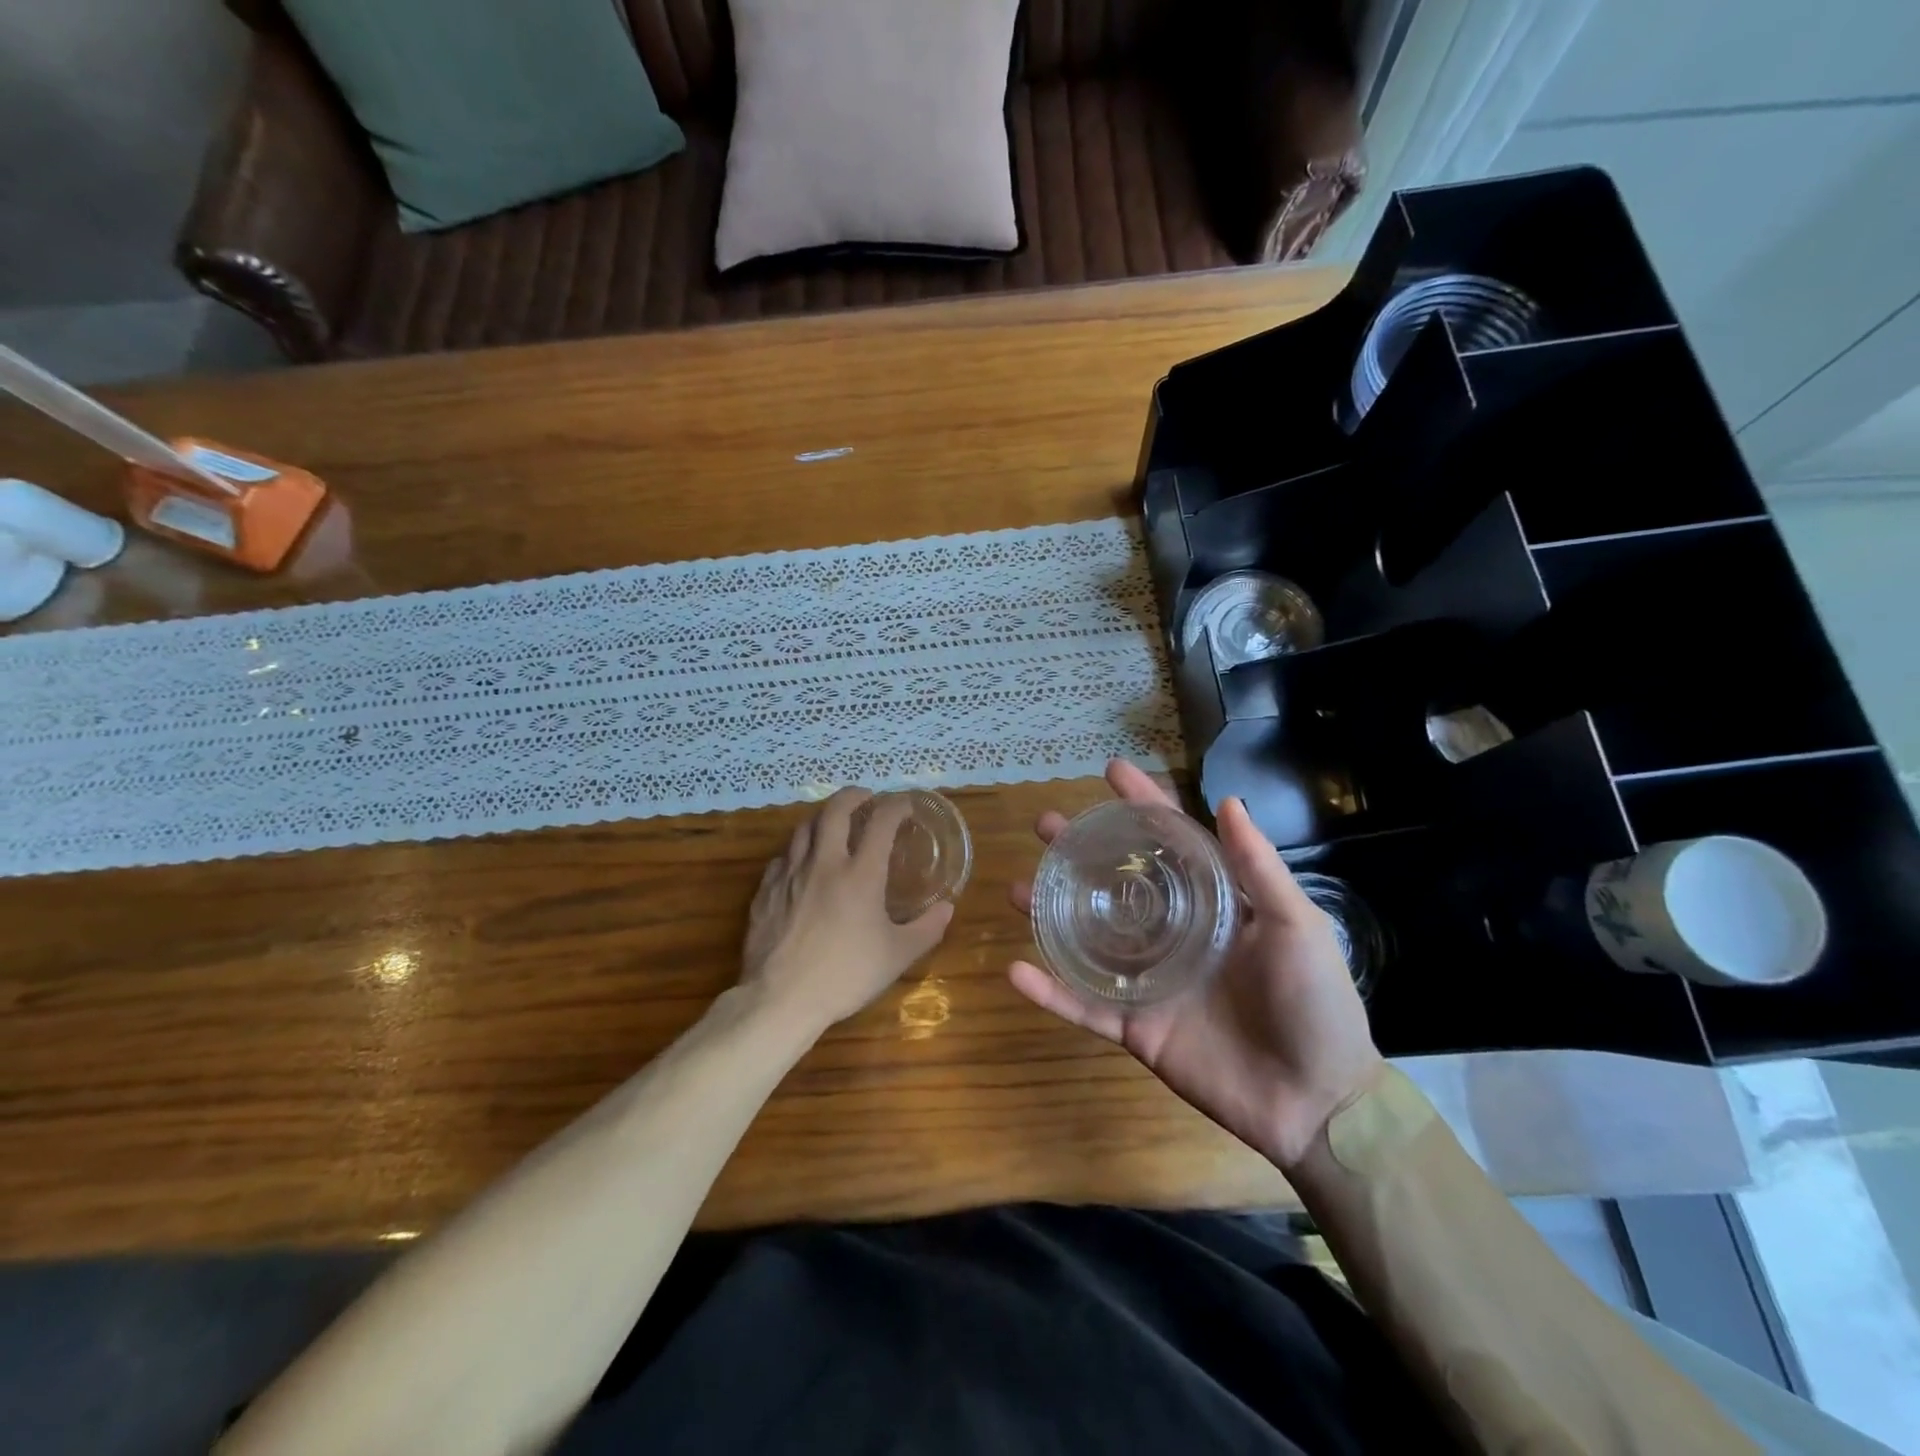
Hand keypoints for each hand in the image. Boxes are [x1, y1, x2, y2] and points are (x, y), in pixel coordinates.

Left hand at [742, 788, 954, 1034]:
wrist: (782, 998)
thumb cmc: (846, 975)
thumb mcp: (897, 956)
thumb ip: (926, 929)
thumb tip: (947, 908)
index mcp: (861, 873)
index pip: (881, 822)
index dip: (896, 806)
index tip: (905, 804)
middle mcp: (824, 863)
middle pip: (835, 810)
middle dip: (853, 796)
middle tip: (866, 798)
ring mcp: (790, 874)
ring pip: (804, 828)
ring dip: (823, 818)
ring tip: (833, 823)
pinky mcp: (766, 890)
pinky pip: (782, 857)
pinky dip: (798, 850)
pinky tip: (802, 863)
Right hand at [1009, 761, 1382, 1169]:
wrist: (1316, 1101)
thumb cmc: (1316, 1003)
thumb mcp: (1296, 926)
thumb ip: (1258, 869)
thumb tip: (1227, 801)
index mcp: (1212, 905)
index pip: (1171, 841)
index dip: (1142, 804)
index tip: (1110, 771)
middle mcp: (1174, 934)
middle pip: (1116, 883)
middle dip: (1080, 852)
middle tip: (1045, 827)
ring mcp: (1150, 981)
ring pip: (1089, 939)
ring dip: (1050, 914)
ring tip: (1017, 889)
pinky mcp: (1136, 1026)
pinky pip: (1084, 1006)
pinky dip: (1049, 992)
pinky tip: (1015, 970)